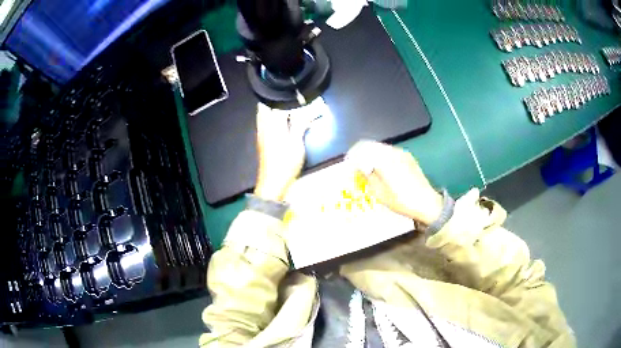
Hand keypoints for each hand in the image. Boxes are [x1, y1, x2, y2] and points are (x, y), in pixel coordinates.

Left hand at [254, 103, 313, 201]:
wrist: (272, 183)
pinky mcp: (262, 140)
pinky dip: (271, 117)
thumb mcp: (296, 143)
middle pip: (264, 105)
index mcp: (271, 124)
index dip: (286, 97)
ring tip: (286, 106)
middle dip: (276, 99)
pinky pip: (264, 122)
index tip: (296, 92)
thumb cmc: (285, 164)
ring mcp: (261, 133)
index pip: (275, 103)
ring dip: (273, 108)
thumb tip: (307, 110)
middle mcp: (263, 126)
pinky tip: (281, 120)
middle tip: (289, 96)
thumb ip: (300, 124)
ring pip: (263, 114)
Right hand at [346, 141, 442, 224]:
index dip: (353, 154)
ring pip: (381, 148)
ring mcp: (402, 153)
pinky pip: (390, 152)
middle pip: (372, 145)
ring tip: (368, 167)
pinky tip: (381, 168)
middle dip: (362, 153)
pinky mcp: (409, 157)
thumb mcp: (380, 193)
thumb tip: (361, 167)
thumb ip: (368, 176)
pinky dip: (382, 156)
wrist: (427, 203)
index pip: (363, 148)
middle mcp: (393, 151)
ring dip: (372, 154)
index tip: (348, 162)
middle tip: (356, 165)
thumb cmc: (401, 201)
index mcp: (384, 159)